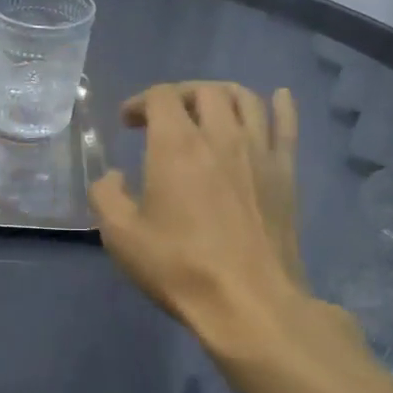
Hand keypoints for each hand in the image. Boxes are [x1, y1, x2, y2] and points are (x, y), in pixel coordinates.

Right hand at [91, 82, 327, 352]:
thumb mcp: (120, 235)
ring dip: (221, 95)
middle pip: (204, 90)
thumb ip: (105, 195)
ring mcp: (259, 151)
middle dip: (179, 95)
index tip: (128, 122)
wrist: (248, 302)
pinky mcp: (285, 173)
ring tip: (208, 109)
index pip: (161, 96)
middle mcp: (221, 135)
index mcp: (176, 145)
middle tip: (165, 117)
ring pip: (245, 99)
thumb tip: (114, 176)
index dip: (140, 102)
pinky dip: (281, 104)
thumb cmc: (179, 267)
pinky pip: (287, 125)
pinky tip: (279, 97)